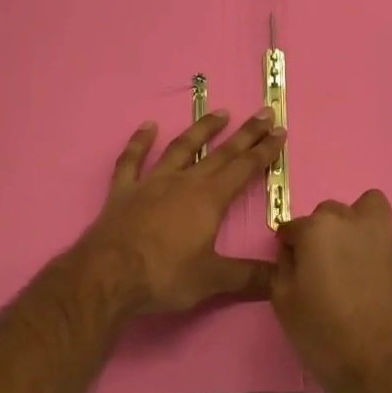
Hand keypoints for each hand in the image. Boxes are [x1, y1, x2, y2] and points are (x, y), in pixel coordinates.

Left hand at [75, 109, 285, 315]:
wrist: (108, 277)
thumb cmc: (164, 276)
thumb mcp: (213, 280)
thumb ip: (249, 277)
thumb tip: (283, 278)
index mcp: (210, 199)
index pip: (244, 168)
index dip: (265, 150)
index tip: (280, 131)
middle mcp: (184, 182)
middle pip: (221, 153)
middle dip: (246, 133)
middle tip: (264, 113)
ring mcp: (151, 183)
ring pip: (181, 148)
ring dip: (201, 130)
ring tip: (220, 112)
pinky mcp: (123, 191)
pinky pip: (132, 160)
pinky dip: (140, 142)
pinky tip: (148, 126)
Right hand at [272, 189, 391, 392]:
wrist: (380, 366)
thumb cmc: (323, 334)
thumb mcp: (284, 301)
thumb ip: (283, 265)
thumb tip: (292, 251)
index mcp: (317, 229)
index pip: (292, 228)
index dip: (289, 249)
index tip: (292, 269)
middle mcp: (350, 220)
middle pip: (326, 216)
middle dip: (318, 235)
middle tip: (318, 269)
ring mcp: (380, 234)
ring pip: (360, 211)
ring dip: (349, 226)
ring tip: (345, 261)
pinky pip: (380, 231)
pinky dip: (370, 240)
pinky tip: (364, 272)